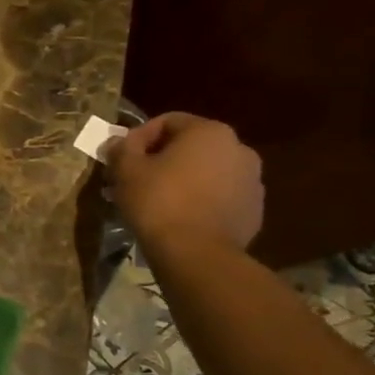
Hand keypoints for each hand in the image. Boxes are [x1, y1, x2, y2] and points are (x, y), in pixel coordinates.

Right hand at [105, 112, 263, 254]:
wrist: (197, 253)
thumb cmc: (158, 201)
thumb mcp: (125, 169)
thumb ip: (121, 148)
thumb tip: (120, 143)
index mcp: (210, 132)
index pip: (168, 121)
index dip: (138, 137)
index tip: (121, 158)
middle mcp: (239, 149)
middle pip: (190, 146)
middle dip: (160, 159)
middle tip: (133, 179)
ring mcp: (252, 181)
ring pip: (206, 172)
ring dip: (180, 179)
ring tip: (154, 200)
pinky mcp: (254, 210)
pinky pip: (219, 196)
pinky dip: (198, 200)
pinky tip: (177, 217)